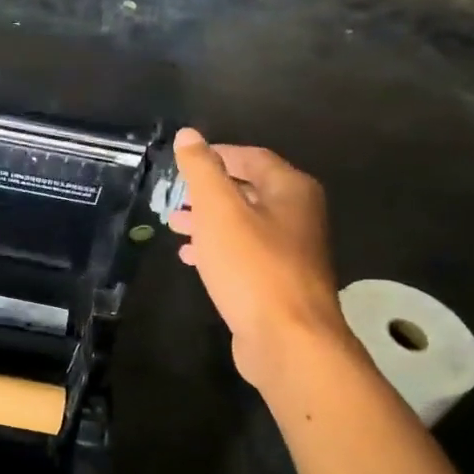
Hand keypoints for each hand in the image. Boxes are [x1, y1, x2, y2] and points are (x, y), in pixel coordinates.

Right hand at [167, 127, 345, 388]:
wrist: (287, 338)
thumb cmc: (252, 266)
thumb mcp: (219, 210)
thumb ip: (202, 170)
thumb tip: (188, 135)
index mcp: (291, 190)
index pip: (252, 157)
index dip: (217, 154)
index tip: (184, 161)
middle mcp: (298, 215)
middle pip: (249, 191)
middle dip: (209, 192)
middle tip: (175, 196)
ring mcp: (291, 251)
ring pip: (244, 225)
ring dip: (209, 222)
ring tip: (175, 226)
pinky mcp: (279, 282)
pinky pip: (244, 254)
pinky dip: (218, 250)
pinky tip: (192, 259)